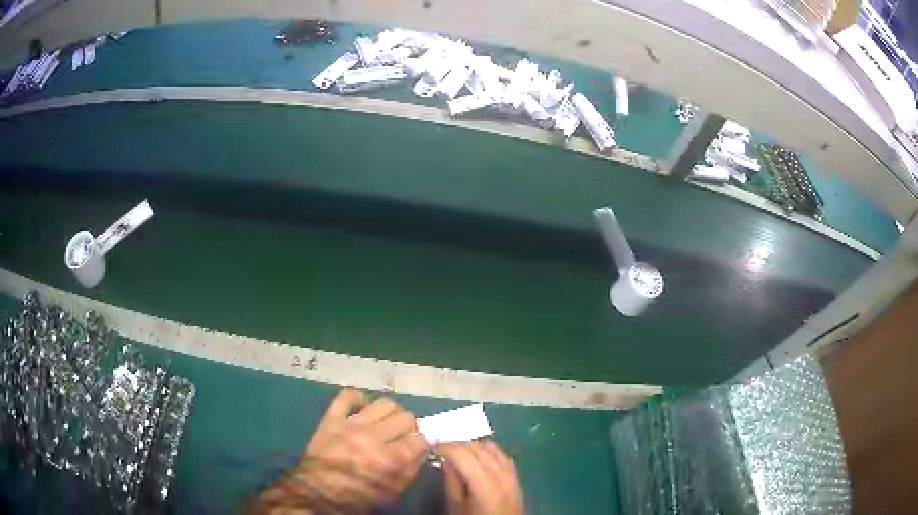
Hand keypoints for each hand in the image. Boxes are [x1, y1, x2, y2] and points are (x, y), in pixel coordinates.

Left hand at [253, 389, 426, 513]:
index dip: (423, 443)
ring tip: (386, 424)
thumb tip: (421, 453)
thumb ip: (409, 472)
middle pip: (406, 417)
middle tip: (402, 438)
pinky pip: (348, 396)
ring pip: (384, 404)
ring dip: (391, 414)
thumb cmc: (356, 498)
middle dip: (409, 428)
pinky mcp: (332, 418)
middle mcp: (374, 436)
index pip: (420, 438)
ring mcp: (351, 424)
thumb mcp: (390, 493)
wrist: (315, 493)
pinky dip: (359, 399)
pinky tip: (363, 409)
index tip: (418, 448)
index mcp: (390, 459)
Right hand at [436, 440, 523, 514]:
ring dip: (473, 445)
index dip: (445, 446)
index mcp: (484, 482)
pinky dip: (488, 450)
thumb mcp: (456, 505)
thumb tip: (446, 460)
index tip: (431, 445)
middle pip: (477, 447)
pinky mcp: (516, 476)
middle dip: (457, 444)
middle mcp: (501, 473)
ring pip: (491, 447)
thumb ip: (451, 481)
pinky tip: (478, 456)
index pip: (462, 453)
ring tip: (457, 451)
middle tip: (441, 447)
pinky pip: (502, 454)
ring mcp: (511, 473)